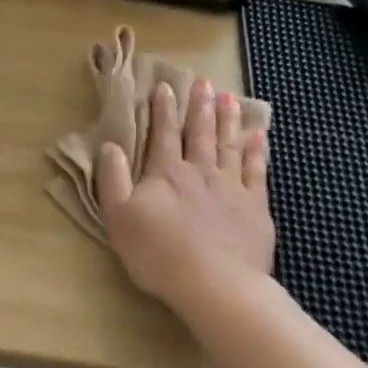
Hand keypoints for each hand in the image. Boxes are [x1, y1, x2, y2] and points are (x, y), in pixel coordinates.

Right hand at [97, 78, 275, 316]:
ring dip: (228, 120)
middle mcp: (200, 171)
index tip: (165, 86)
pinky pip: (257, 171)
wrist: (215, 285)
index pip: (164, 133)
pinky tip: (258, 137)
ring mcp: (232, 188)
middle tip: (205, 82)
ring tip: (230, 98)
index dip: (163, 109)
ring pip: (230, 145)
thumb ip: (113, 179)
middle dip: (200, 105)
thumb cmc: (158, 253)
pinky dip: (257, 151)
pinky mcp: (255, 208)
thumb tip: (109, 146)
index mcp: (166, 173)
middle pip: (201, 132)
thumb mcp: (119, 217)